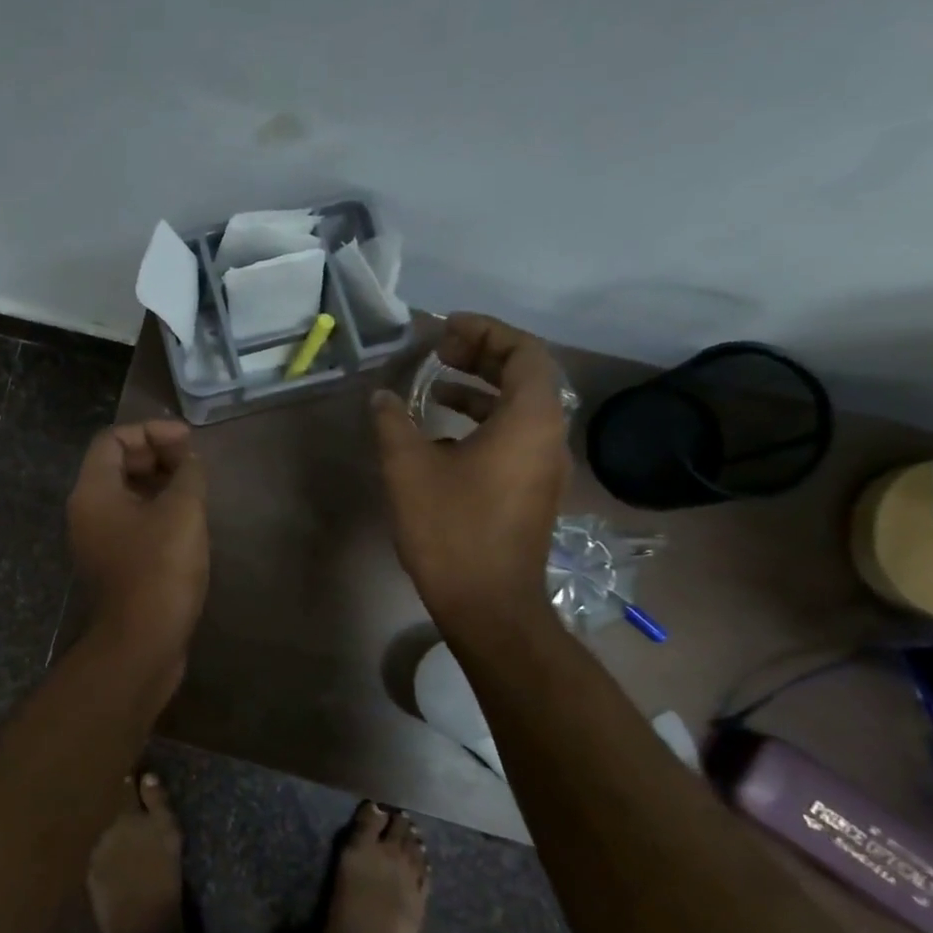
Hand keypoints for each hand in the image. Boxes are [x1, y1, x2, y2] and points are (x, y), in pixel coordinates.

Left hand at [68, 419, 209, 662]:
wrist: (142, 643)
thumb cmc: (160, 569)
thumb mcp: (182, 512)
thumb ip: (188, 473)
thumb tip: (189, 460)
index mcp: (93, 492)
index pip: (112, 439)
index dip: (151, 431)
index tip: (187, 442)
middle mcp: (87, 512)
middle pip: (116, 464)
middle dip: (155, 454)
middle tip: (192, 462)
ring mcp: (98, 540)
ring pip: (125, 494)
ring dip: (159, 482)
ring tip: (194, 487)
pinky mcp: (114, 563)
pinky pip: (131, 521)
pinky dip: (156, 510)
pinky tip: (186, 520)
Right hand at [372, 315, 570, 624]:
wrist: (488, 603)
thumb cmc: (451, 529)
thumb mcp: (409, 468)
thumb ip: (394, 422)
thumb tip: (383, 397)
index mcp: (530, 420)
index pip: (524, 352)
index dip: (486, 331)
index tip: (446, 328)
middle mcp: (549, 437)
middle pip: (525, 376)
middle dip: (482, 355)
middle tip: (439, 351)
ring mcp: (544, 467)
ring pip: (520, 409)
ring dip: (480, 390)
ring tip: (436, 387)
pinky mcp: (532, 491)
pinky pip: (515, 438)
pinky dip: (482, 423)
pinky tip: (441, 438)